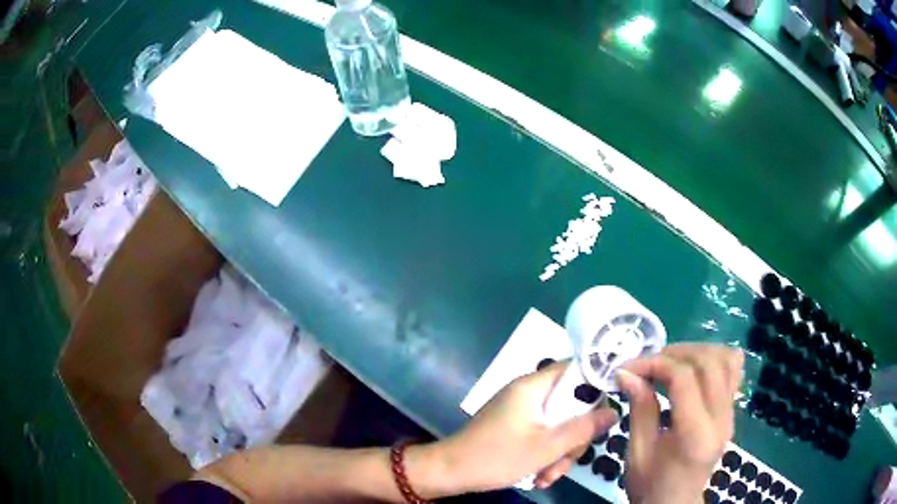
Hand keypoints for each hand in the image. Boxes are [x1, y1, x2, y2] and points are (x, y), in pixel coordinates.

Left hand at [437, 362, 617, 491]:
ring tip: (548, 477)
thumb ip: (583, 429)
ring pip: (557, 424)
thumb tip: (614, 412)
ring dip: (559, 452)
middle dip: (573, 437)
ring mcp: (520, 411)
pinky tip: (539, 477)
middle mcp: (528, 393)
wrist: (449, 473)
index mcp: (533, 386)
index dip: (596, 387)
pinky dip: (545, 454)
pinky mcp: (515, 427)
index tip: (605, 413)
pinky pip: (542, 434)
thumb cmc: (496, 457)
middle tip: (567, 460)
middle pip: (570, 405)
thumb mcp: (546, 447)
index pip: (576, 370)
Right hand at [616, 344, 742, 503]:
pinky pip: (733, 372)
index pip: (684, 379)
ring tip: (670, 362)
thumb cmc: (650, 485)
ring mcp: (731, 414)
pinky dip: (714, 359)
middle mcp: (721, 419)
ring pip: (727, 360)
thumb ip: (640, 409)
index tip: (627, 367)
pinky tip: (693, 368)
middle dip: (675, 353)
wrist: (674, 503)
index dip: (655, 364)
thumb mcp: (638, 452)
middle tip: (648, 362)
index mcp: (695, 435)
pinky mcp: (731, 412)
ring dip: (696, 352)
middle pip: (709, 362)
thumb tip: (627, 373)